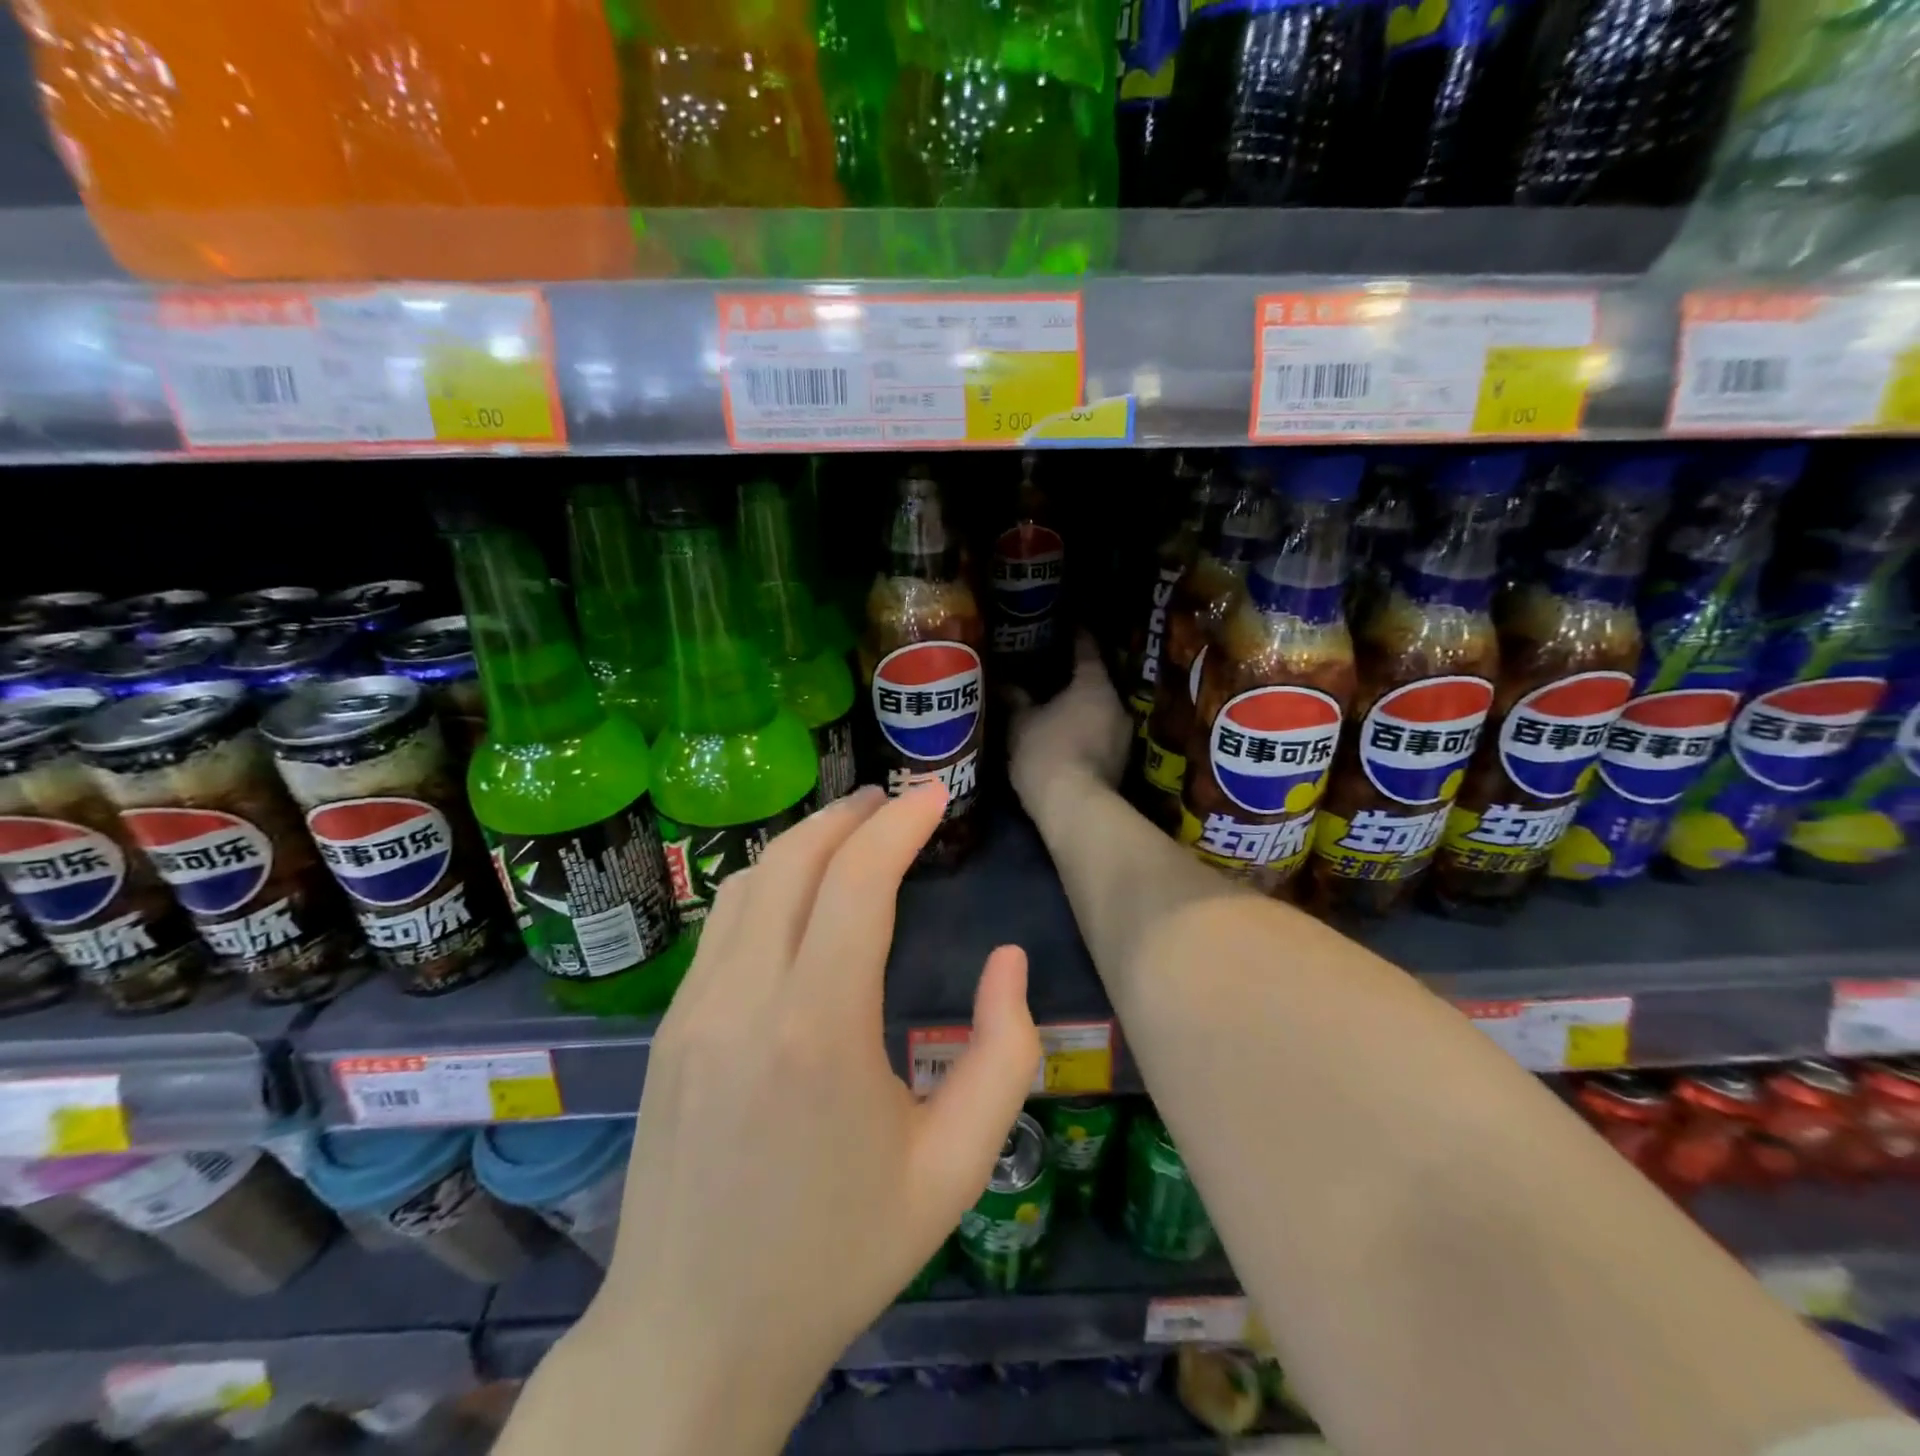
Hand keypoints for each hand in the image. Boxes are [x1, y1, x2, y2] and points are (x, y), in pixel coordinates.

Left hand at [586, 785, 1040, 1448]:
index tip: (935, 795)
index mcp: (816, 1029)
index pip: (857, 881)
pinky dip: (770, 883)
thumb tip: (1009, 961)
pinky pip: (723, 924)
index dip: (900, 824)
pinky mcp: (668, 1026)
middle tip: (896, 800)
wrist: (692, 1336)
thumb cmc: (837, 1256)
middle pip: (794, 861)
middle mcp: (743, 999)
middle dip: (850, 815)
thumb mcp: (954, 1169)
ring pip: (749, 883)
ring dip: (805, 841)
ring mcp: (693, 1009)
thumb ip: (1003, 1056)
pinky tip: (800, 896)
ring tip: (852, 832)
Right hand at [1008, 632, 1134, 814]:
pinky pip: (1101, 735)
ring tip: (1057, 706)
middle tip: (1051, 671)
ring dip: (1082, 708)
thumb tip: (1005, 682)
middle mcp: (1118, 704)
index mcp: (1094, 684)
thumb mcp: (1020, 724)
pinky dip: (1085, 731)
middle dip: (1076, 677)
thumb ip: (1015, 699)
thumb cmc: (1046, 753)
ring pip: (1100, 711)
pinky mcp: (1122, 764)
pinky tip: (1066, 736)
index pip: (1087, 649)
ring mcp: (1124, 736)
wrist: (1076, 808)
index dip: (1075, 635)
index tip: (1066, 625)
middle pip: (1097, 681)